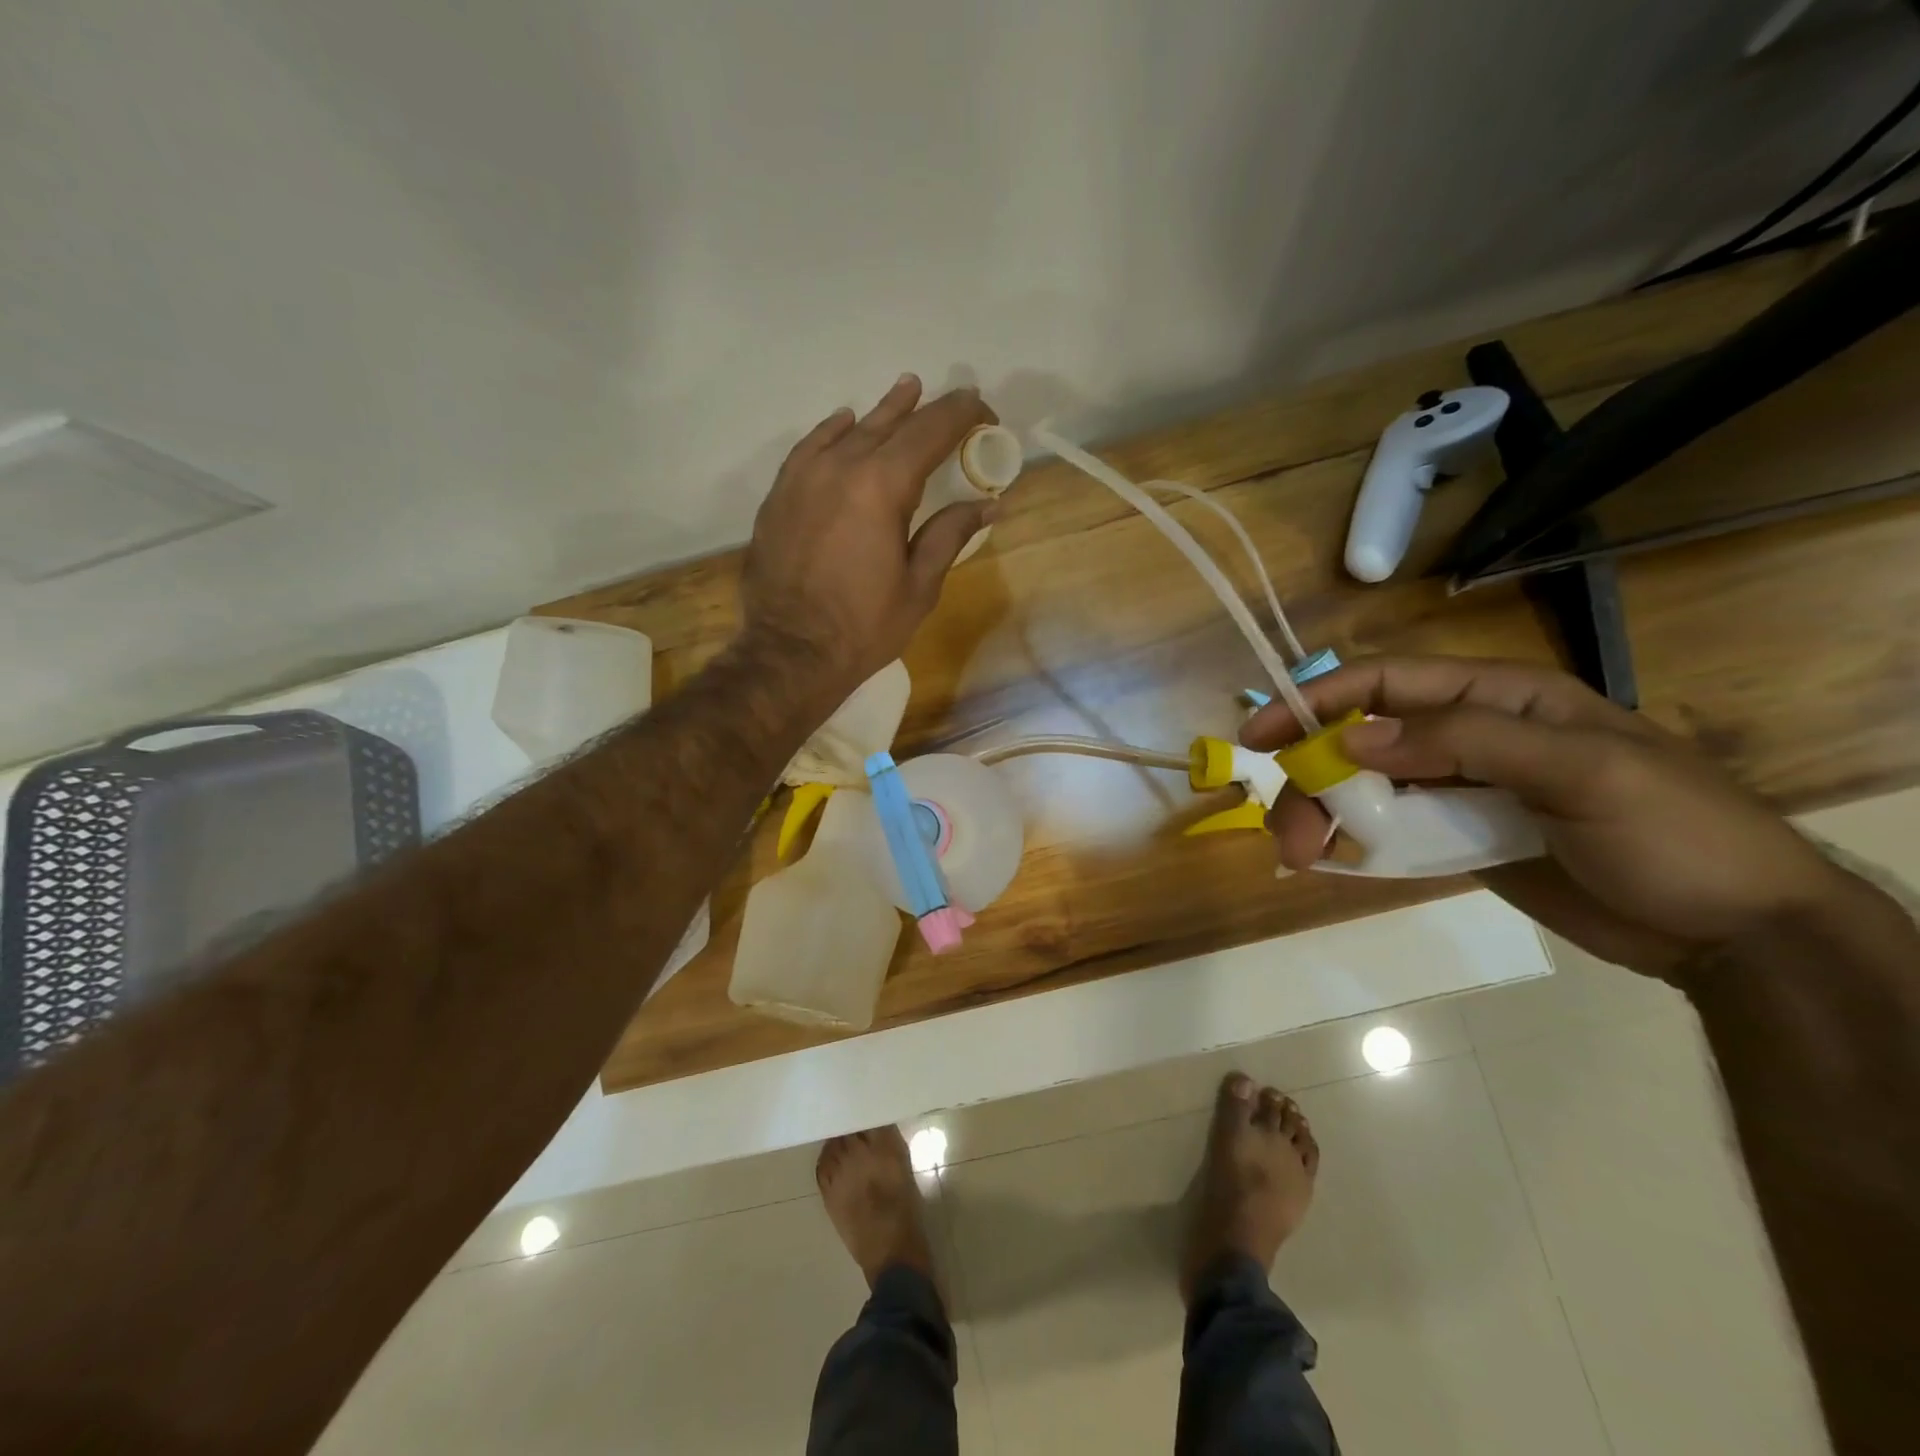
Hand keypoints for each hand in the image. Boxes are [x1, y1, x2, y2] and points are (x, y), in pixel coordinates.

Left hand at [741, 375, 997, 697]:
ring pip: (849, 431)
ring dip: (883, 412)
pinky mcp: (780, 496)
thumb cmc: (864, 626)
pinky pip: (810, 448)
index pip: (930, 432)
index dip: (962, 415)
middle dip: (928, 410)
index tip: (985, 412)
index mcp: (882, 486)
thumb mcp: (920, 585)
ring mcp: (803, 478)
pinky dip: (832, 432)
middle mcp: (841, 467)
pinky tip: (844, 424)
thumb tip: (989, 504)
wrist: (791, 653)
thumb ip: (950, 534)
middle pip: (891, 424)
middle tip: (954, 401)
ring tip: (906, 390)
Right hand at [1240, 656, 1853, 979]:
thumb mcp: (1582, 770)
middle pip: (1361, 740)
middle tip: (1285, 831)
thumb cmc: (1673, 832)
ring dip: (1323, 814)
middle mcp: (1467, 736)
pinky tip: (1331, 861)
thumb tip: (1354, 739)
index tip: (1260, 735)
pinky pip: (1388, 830)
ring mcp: (1460, 791)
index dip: (1316, 700)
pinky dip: (1352, 841)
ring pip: (1366, 788)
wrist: (1735, 934)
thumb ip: (1466, 742)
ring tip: (1301, 855)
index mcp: (1497, 699)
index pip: (1386, 683)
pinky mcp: (1458, 839)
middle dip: (1312, 778)